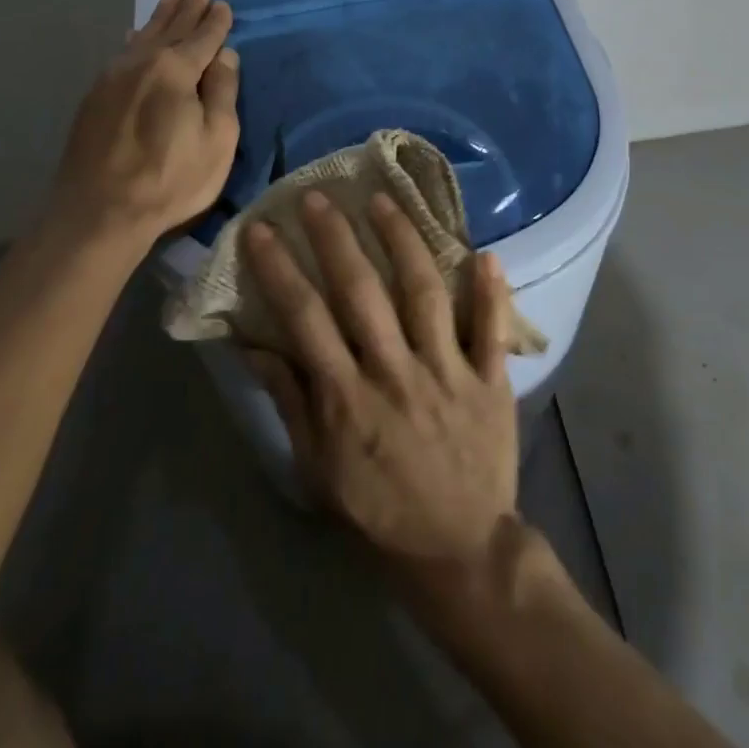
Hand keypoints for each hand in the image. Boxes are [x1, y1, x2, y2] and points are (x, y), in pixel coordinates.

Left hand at [40, 0, 239, 252]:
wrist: (98, 211)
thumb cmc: (170, 179)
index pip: (203, 37)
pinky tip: (135, 35)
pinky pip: (122, 52)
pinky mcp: (95, 96)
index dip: (216, 22)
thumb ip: (222, 92)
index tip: (223, 6)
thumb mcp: (217, 140)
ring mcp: (113, 77)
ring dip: (160, 17)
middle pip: (171, 29)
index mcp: (176, 70)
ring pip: (143, 36)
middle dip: (187, 10)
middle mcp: (142, 62)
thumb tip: (225, 56)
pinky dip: (136, 39)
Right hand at [243, 190, 518, 576]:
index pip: (305, 318)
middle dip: (336, 239)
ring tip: (384, 201)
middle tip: (318, 196)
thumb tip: (256, 344)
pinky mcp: (489, 380)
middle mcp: (395, 372)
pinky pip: (492, 329)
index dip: (281, 269)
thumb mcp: (317, 467)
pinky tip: (487, 253)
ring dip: (403, 242)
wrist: (457, 551)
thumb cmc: (378, 509)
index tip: (263, 229)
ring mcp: (447, 372)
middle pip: (361, 292)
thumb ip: (290, 401)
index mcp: (347, 397)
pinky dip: (492, 292)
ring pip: (425, 294)